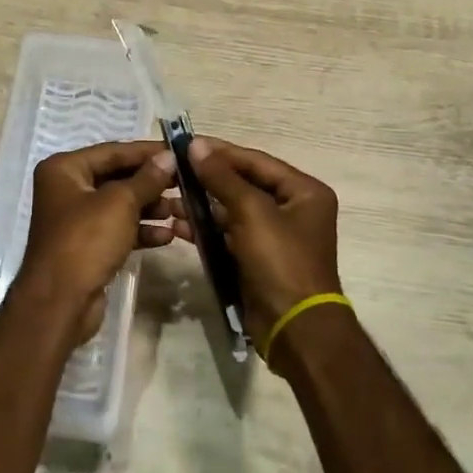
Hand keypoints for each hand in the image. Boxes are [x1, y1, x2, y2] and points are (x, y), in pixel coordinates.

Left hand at [15, 141, 178, 349]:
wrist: (59, 303)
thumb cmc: (86, 240)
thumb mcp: (120, 203)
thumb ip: (147, 178)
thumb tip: (168, 157)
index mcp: (65, 169)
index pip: (113, 151)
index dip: (147, 152)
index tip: (179, 152)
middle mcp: (67, 189)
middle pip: (117, 177)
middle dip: (151, 183)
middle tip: (186, 183)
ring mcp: (76, 220)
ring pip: (120, 205)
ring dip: (150, 208)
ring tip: (181, 211)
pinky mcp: (87, 247)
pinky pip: (118, 230)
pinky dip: (140, 231)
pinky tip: (167, 236)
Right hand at [186, 137, 341, 365]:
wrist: (295, 329)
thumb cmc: (281, 261)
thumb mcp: (251, 212)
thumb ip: (222, 177)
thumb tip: (197, 145)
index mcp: (304, 191)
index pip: (256, 161)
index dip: (221, 152)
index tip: (186, 143)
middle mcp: (293, 208)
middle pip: (244, 184)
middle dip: (208, 179)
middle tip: (173, 170)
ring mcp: (275, 235)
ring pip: (233, 210)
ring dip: (203, 205)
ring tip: (169, 199)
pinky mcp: (258, 258)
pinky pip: (229, 234)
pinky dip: (207, 229)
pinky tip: (178, 225)